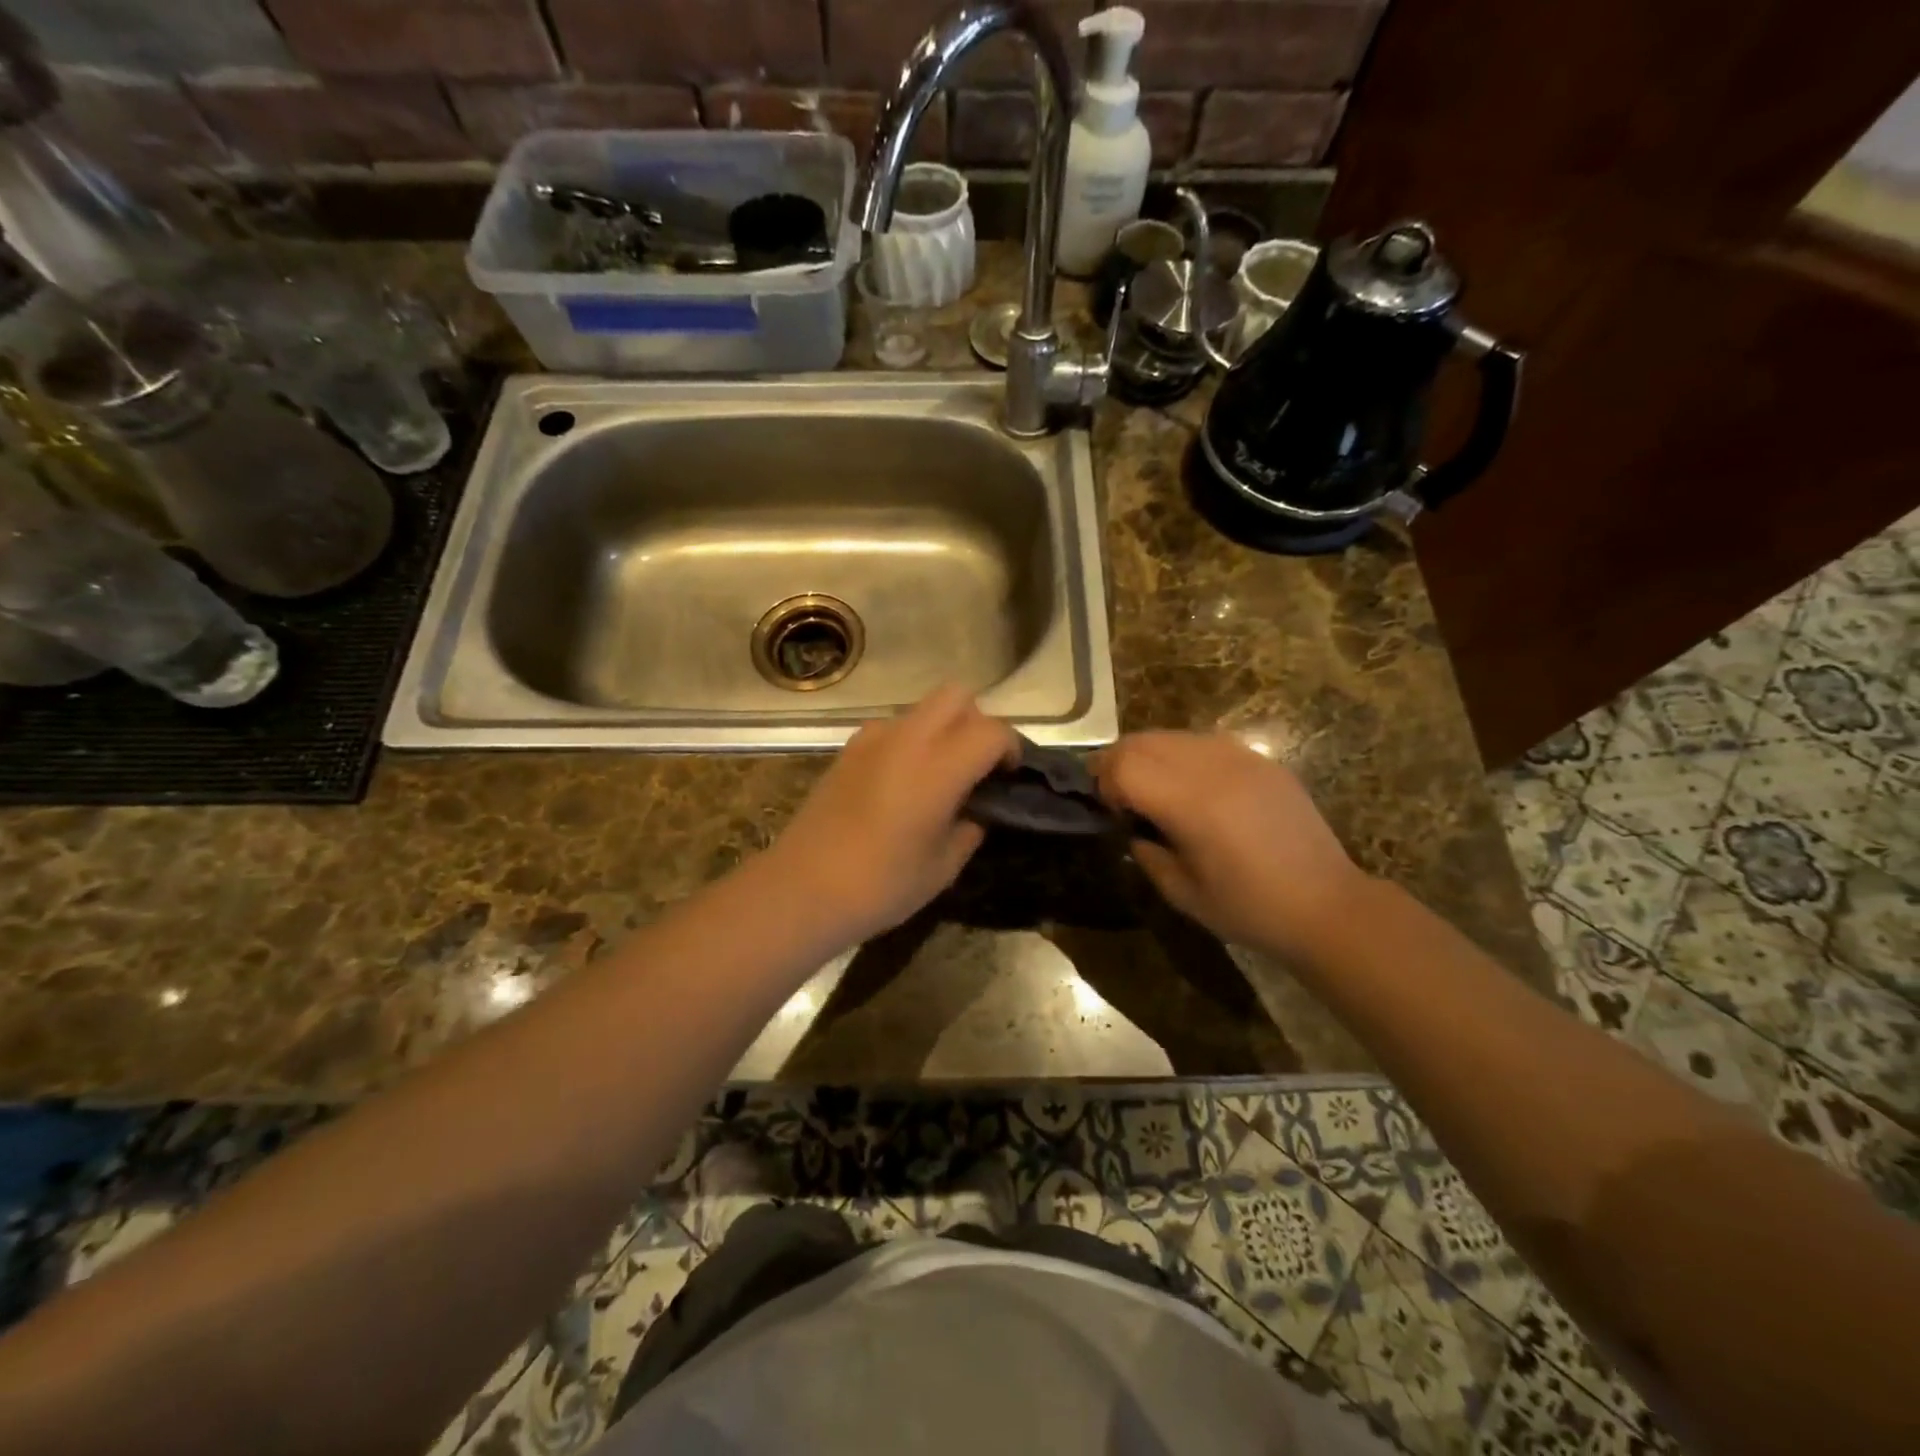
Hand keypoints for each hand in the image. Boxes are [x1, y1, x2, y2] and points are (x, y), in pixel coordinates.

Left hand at [766, 686, 1017, 943]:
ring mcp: (872, 739)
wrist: (801, 889)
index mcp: (938, 767)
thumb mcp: (942, 868)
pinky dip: (910, 741)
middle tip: (977, 766)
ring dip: (943, 729)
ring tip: (939, 775)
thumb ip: (969, 829)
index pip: (992, 731)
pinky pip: (893, 727)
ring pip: (923, 708)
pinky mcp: (848, 749)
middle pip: (957, 696)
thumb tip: (976, 811)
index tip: (1009, 776)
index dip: (1011, 748)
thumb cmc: (880, 885)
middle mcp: (907, 739)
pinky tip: (902, 782)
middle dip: (977, 722)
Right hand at [1096, 731, 1369, 959]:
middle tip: (1121, 798)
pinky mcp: (1262, 760)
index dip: (1104, 783)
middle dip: (1119, 764)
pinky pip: (1206, 743)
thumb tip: (1133, 829)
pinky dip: (1184, 757)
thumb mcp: (1181, 892)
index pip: (1123, 765)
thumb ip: (1146, 853)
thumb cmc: (1249, 908)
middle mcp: (1212, 766)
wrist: (1326, 905)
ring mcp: (1241, 757)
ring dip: (1150, 757)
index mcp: (1190, 802)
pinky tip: (1196, 790)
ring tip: (1157, 792)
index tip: (1111, 812)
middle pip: (1142, 741)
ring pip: (1172, 736)